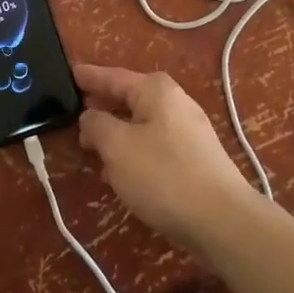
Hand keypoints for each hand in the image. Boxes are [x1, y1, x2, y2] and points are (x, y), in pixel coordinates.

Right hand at [75, 64, 253, 256]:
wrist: (222, 220)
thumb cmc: (163, 175)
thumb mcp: (117, 147)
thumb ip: (97, 125)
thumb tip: (91, 117)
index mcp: (155, 90)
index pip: (114, 76)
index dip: (90, 77)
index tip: (71, 73)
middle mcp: (174, 102)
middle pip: (129, 98)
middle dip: (103, 106)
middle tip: (75, 113)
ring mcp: (189, 130)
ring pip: (141, 124)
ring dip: (117, 133)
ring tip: (91, 146)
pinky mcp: (195, 158)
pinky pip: (154, 145)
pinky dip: (134, 151)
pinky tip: (120, 171)